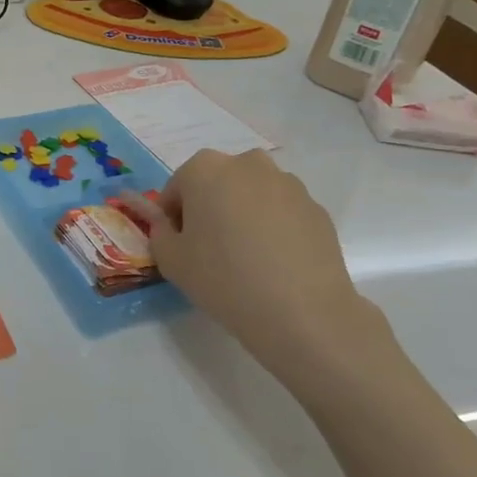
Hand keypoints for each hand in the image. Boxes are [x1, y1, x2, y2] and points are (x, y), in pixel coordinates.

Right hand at [125, 150, 388, 381]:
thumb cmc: (223, 278)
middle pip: (217, 183)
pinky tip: (274, 264)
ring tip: (246, 258)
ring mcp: (288, 184)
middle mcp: (247, 164)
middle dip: (209, 208)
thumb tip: (170, 226)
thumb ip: (160, 233)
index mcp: (205, 169)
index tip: (180, 246)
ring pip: (252, 195)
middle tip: (210, 248)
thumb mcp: (170, 260)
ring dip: (243, 215)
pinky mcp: (317, 208)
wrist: (301, 312)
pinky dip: (273, 228)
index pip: (177, 188)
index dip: (173, 217)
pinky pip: (282, 213)